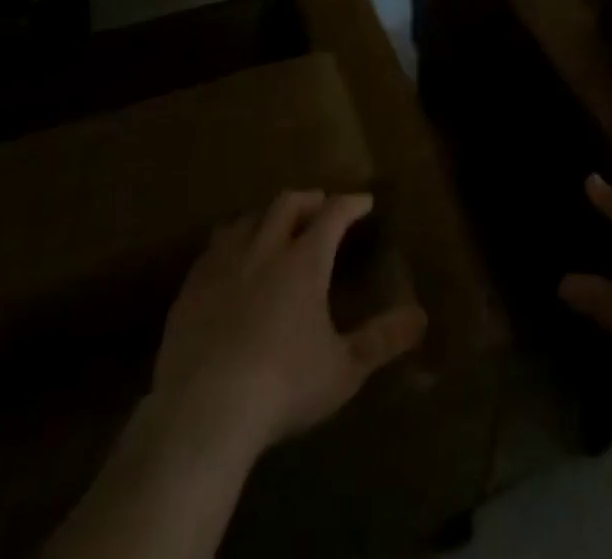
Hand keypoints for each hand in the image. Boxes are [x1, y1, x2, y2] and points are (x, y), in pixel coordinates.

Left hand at [149, 190, 427, 460]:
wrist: (203, 412)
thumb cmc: (283, 387)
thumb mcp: (343, 369)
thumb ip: (382, 340)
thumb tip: (421, 316)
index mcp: (304, 260)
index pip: (333, 214)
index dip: (351, 203)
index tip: (364, 202)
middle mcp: (264, 249)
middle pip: (287, 203)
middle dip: (308, 200)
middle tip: (320, 206)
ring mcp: (223, 265)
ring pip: (247, 220)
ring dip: (266, 217)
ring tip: (275, 228)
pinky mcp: (190, 289)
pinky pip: (212, 249)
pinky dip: (230, 243)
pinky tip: (230, 262)